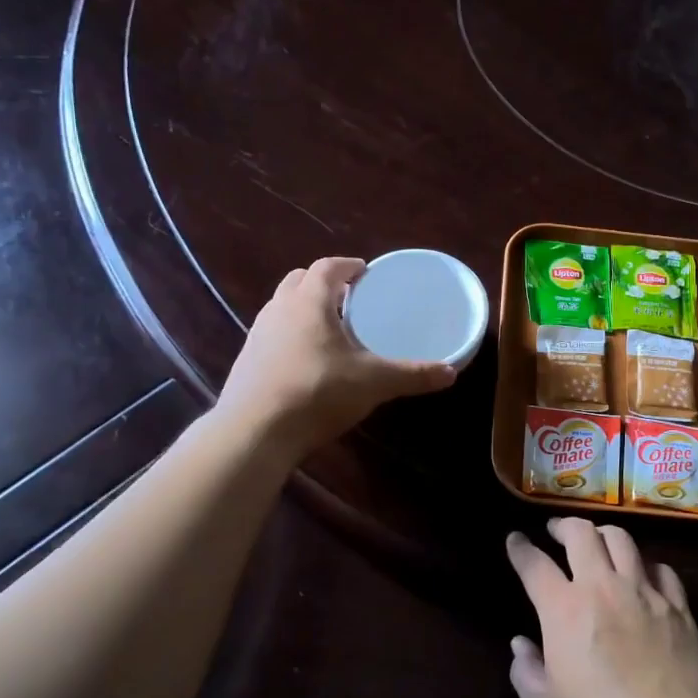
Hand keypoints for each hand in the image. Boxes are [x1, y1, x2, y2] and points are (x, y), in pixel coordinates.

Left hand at [216, 256, 455, 458]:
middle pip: (299, 281)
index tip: (364, 272)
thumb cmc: (316, 392)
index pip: (327, 267)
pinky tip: (306, 360)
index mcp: (309, 302)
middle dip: (323, 283)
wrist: (254, 432)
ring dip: (303, 307)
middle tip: (349, 298)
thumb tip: (451, 373)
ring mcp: (257, 335)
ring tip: (329, 327)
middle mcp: (279, 310)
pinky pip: (271, 334)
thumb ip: (412, 375)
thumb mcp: (373, 383)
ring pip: (281, 306)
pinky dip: (290, 334)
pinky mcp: (246, 361)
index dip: (348, 266)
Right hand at [506, 517, 697, 697]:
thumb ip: (527, 673)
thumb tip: (521, 644)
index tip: (515, 539)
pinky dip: (645, 564)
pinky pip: (661, 568)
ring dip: (603, 533)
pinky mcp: (678, 606)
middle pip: (581, 533)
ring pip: (622, 539)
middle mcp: (602, 587)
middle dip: (563, 525)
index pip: (534, 564)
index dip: (521, 548)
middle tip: (556, 530)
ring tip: (597, 541)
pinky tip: (643, 574)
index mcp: (564, 609)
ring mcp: (644, 592)